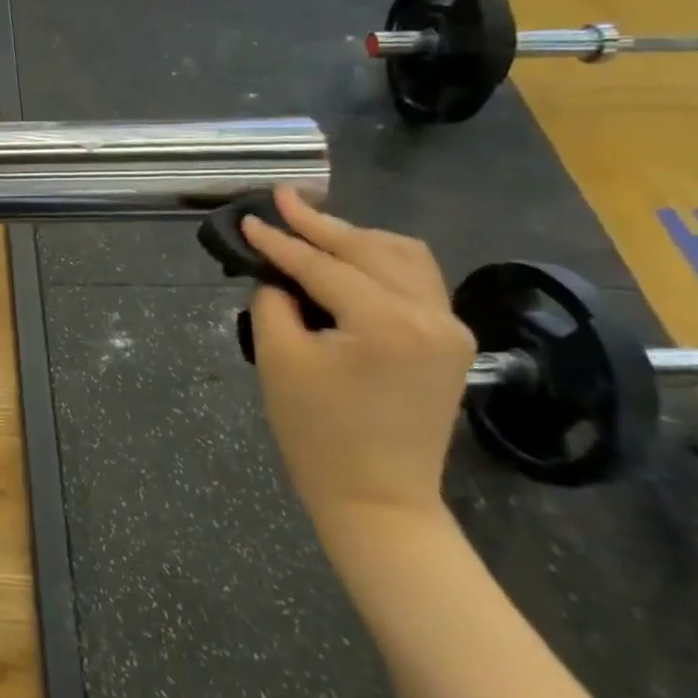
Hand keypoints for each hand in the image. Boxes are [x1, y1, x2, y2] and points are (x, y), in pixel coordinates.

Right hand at [239, 188, 474, 532]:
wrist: (377, 497)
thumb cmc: (317, 431)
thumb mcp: (277, 358)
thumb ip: (274, 301)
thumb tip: (278, 276)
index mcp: (386, 321)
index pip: (323, 265)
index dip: (280, 240)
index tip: (247, 217)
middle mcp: (430, 315)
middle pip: (370, 248)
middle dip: (320, 224)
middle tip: (281, 200)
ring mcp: (449, 329)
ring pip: (404, 257)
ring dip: (356, 238)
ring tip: (312, 226)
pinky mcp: (450, 342)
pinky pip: (416, 281)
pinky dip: (380, 261)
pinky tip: (349, 258)